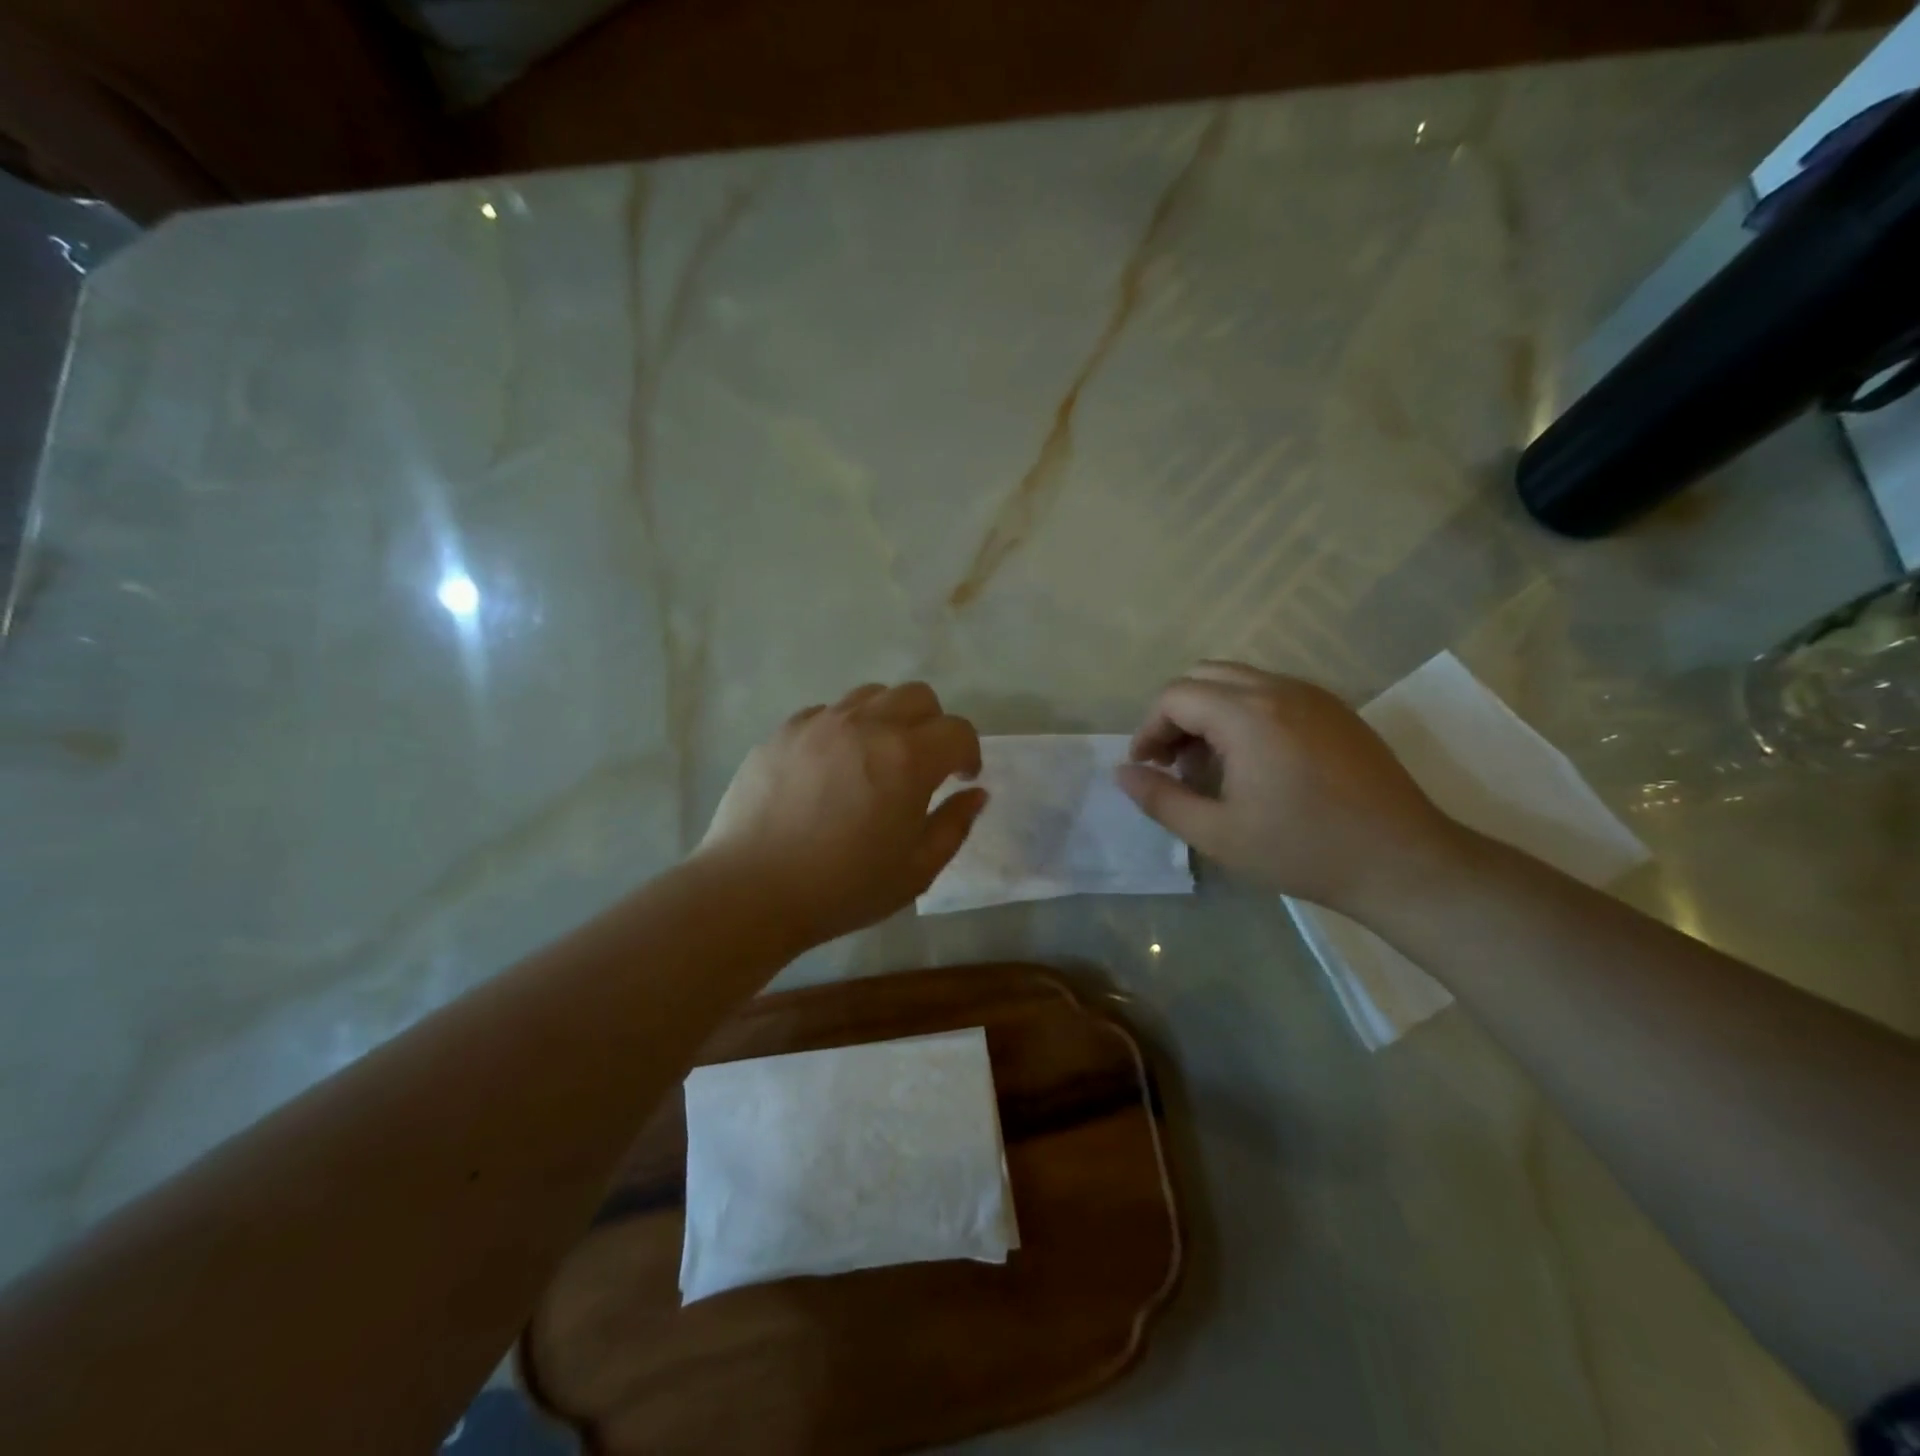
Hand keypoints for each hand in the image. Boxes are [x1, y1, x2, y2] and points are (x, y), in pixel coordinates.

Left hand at [696, 682, 986, 946]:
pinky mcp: (784, 731)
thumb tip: (974, 793)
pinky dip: (843, 729)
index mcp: (908, 758)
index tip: (961, 778)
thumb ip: (954, 825)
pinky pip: (826, 712)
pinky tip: (831, 767)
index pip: (958, 730)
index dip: (969, 753)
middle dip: (933, 725)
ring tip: (876, 757)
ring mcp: (820, 723)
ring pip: (871, 695)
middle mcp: (867, 726)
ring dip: (888, 718)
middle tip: (923, 764)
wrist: (751, 890)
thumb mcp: (916, 870)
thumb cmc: (843, 888)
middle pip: (918, 696)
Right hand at [1117, 661, 1460, 917]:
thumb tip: (1121, 773)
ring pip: (1239, 680)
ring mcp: (1313, 695)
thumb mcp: (1218, 834)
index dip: (1149, 729)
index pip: (1175, 696)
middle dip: (1176, 713)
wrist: (1403, 862)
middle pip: (1204, 676)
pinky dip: (1244, 711)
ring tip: (1210, 763)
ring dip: (1210, 710)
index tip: (1147, 768)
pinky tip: (1253, 760)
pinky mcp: (1335, 710)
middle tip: (1173, 762)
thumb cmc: (1303, 850)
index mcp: (1247, 714)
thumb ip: (1161, 799)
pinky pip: (1272, 691)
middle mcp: (1278, 689)